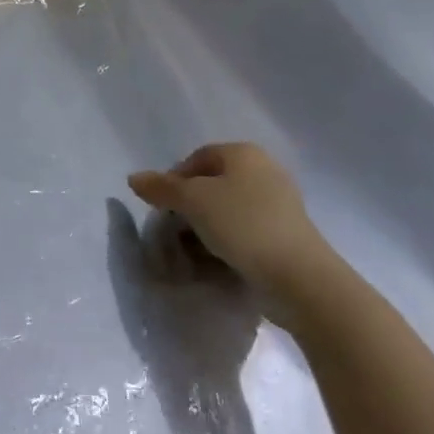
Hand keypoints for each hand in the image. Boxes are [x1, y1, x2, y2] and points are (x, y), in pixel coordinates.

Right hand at [127, 143, 339, 321]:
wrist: (299, 279)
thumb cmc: (243, 225)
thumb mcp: (193, 201)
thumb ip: (161, 188)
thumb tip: (133, 178)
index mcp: (244, 154)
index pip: (196, 158)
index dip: (173, 181)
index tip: (162, 209)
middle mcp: (264, 172)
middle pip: (211, 185)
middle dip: (188, 209)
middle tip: (174, 232)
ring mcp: (278, 206)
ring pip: (226, 212)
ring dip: (205, 230)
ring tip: (193, 253)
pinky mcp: (285, 237)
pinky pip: (245, 234)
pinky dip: (227, 245)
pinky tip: (217, 264)